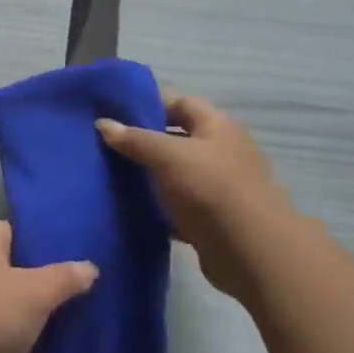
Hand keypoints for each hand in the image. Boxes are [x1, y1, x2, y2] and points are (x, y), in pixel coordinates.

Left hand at [0, 222, 95, 352]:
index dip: (41, 238)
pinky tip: (38, 341)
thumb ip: (64, 278)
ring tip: (65, 315)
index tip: (72, 252)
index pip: (13, 227)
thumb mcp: (36, 292)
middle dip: (38, 275)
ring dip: (26, 307)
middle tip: (76, 287)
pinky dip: (12, 330)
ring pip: (2, 296)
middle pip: (8, 263)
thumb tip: (89, 266)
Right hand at [96, 95, 296, 305]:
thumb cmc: (210, 188)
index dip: (149, 103)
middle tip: (107, 145)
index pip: (181, 102)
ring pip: (176, 173)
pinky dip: (158, 206)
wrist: (250, 250)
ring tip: (112, 175)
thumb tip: (103, 123)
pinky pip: (178, 205)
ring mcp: (219, 186)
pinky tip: (132, 208)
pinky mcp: (212, 218)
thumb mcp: (167, 156)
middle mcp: (222, 151)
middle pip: (178, 138)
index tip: (115, 113)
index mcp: (218, 126)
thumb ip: (135, 139)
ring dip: (150, 175)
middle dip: (145, 140)